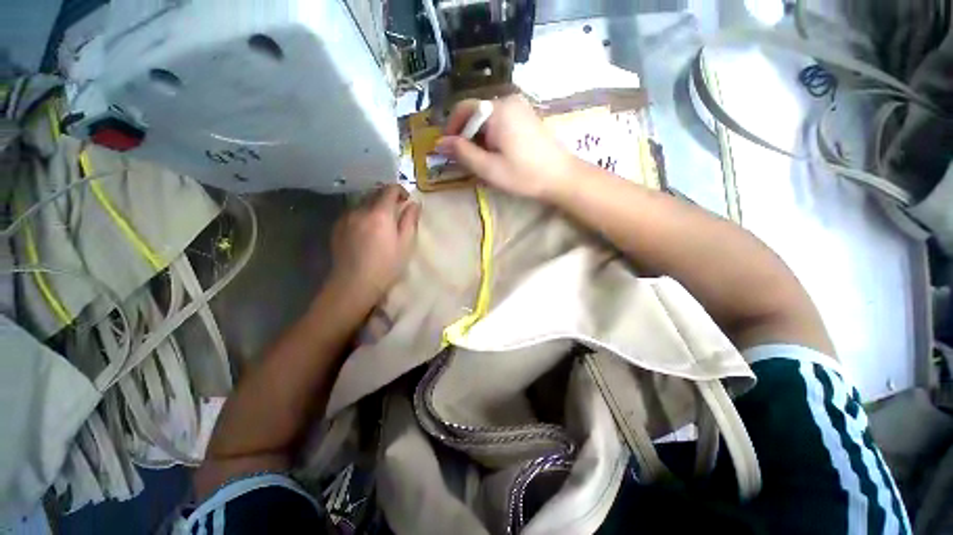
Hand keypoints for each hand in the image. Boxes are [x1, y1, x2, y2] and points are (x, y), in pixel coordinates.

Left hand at [326, 184, 420, 306]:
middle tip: (396, 211)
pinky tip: (365, 231)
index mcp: (380, 214)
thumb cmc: (386, 266)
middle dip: (387, 197)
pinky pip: (352, 213)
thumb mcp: (405, 244)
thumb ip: (410, 221)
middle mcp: (360, 210)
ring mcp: (346, 218)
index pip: (389, 189)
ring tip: (380, 223)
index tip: (406, 200)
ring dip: (373, 206)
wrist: (354, 284)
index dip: (400, 191)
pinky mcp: (337, 227)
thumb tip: (415, 204)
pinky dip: (362, 215)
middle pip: (374, 193)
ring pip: (362, 202)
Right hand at [436, 95, 577, 199]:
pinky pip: (501, 121)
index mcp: (497, 110)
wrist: (561, 177)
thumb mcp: (488, 168)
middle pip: (476, 113)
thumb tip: (439, 143)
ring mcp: (520, 107)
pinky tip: (497, 153)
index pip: (464, 109)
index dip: (451, 129)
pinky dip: (492, 135)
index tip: (448, 150)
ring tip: (482, 160)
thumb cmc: (523, 175)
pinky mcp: (527, 116)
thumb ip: (462, 153)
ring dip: (479, 137)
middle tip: (466, 160)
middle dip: (466, 136)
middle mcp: (508, 101)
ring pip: (488, 119)